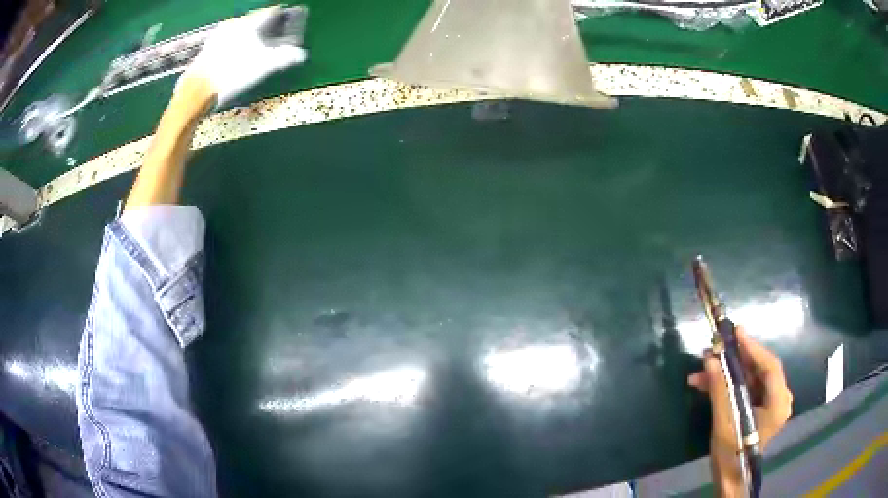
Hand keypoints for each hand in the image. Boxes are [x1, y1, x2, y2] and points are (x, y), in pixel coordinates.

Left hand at [179, 6, 306, 106]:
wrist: (197, 90)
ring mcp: (218, 34)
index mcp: (249, 22)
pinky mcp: (207, 47)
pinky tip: (236, 57)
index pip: (270, 11)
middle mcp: (234, 23)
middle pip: (254, 20)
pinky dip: (236, 44)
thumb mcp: (264, 66)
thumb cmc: (233, 74)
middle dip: (265, 27)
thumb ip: (285, 57)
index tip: (289, 22)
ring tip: (255, 48)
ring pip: (240, 29)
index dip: (282, 15)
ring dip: (249, 36)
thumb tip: (301, 54)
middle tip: (273, 36)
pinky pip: (227, 40)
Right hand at [687, 327, 792, 495]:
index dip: (753, 347)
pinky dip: (730, 384)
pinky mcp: (762, 405)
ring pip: (751, 378)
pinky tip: (708, 384)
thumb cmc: (731, 453)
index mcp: (778, 403)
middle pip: (760, 369)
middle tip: (716, 348)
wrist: (730, 476)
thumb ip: (719, 389)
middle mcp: (780, 398)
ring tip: (703, 370)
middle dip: (735, 360)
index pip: (770, 366)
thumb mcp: (724, 422)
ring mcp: (772, 402)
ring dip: (728, 373)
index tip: (736, 332)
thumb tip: (709, 359)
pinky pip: (747, 387)